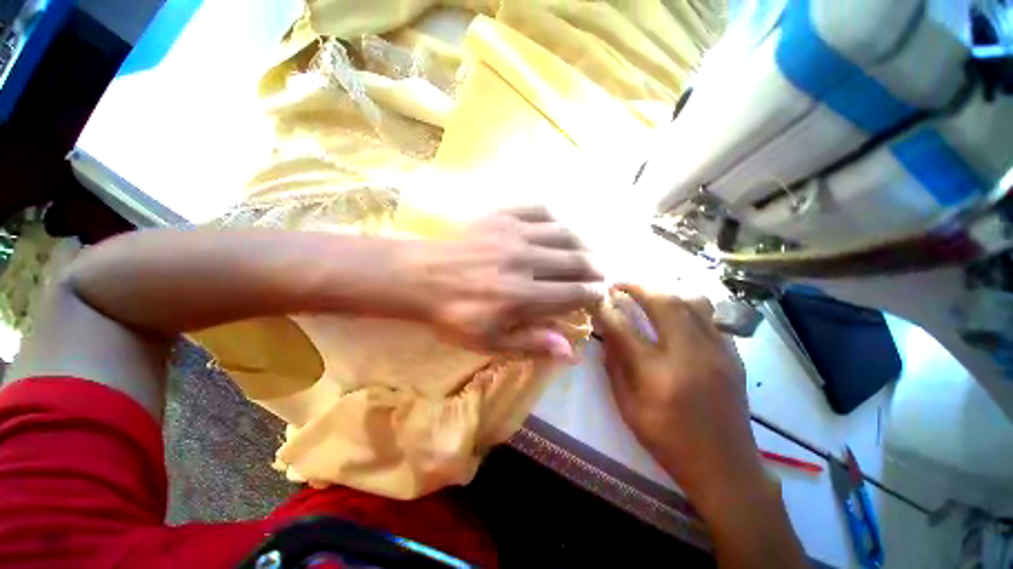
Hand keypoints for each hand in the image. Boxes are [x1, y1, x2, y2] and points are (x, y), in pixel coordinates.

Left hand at [407, 206, 604, 358]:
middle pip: (577, 260)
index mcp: (521, 295)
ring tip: (588, 252)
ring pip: (566, 232)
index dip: (594, 294)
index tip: (599, 295)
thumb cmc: (454, 313)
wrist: (421, 276)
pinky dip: (558, 219)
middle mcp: (524, 261)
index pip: (575, 292)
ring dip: (584, 243)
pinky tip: (561, 229)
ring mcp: (514, 234)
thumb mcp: (488, 340)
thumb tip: (570, 351)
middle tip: (600, 274)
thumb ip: (531, 343)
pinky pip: (541, 210)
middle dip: (597, 268)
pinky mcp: (502, 216)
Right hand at [595, 285, 766, 513]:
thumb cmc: (669, 442)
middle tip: (620, 283)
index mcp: (658, 374)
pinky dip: (686, 306)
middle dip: (638, 286)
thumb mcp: (629, 409)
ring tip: (647, 292)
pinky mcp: (732, 354)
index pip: (624, 328)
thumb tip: (606, 337)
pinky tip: (674, 313)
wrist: (726, 467)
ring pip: (692, 301)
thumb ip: (614, 368)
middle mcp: (690, 354)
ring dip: (664, 290)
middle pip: (664, 302)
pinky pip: (708, 316)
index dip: (606, 309)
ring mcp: (717, 351)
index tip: (596, 298)